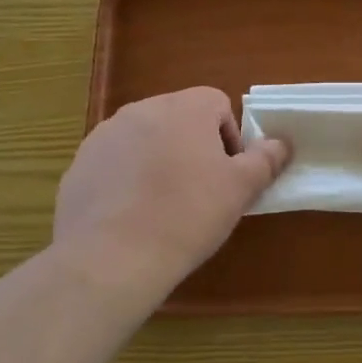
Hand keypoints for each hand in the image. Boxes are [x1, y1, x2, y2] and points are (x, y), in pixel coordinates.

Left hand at [53, 87, 288, 299]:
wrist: (112, 258)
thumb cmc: (187, 215)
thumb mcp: (240, 189)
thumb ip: (265, 159)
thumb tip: (281, 143)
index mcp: (185, 107)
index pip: (218, 104)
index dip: (230, 139)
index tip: (227, 176)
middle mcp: (142, 109)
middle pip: (180, 119)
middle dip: (193, 148)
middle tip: (200, 192)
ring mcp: (105, 135)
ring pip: (145, 140)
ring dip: (159, 161)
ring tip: (163, 207)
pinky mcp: (80, 164)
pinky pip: (115, 163)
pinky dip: (127, 180)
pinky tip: (131, 216)